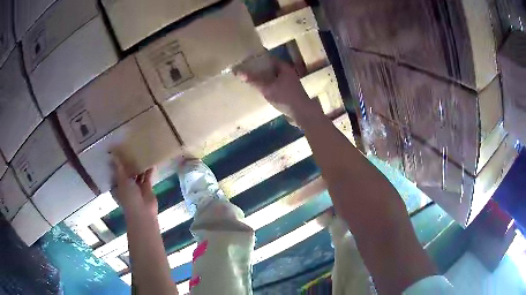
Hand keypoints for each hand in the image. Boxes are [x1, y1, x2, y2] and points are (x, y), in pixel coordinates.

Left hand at [111, 156, 157, 216]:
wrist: (143, 212)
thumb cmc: (129, 197)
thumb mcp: (122, 181)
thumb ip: (119, 168)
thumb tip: (113, 154)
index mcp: (117, 185)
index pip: (115, 172)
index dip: (116, 163)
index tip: (117, 151)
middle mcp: (126, 186)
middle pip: (127, 172)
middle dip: (128, 163)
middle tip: (130, 147)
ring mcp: (137, 187)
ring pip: (137, 174)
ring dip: (139, 166)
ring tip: (141, 152)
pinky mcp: (146, 188)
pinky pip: (147, 177)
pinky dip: (149, 171)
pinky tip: (151, 162)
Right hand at [234, 58, 321, 124]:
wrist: (302, 113)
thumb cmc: (285, 97)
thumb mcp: (267, 88)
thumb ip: (253, 80)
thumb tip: (238, 72)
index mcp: (284, 67)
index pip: (269, 58)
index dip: (258, 57)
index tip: (247, 58)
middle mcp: (287, 72)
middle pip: (271, 67)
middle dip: (260, 68)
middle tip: (246, 69)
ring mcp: (289, 82)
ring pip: (274, 76)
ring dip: (264, 77)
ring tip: (251, 78)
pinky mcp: (289, 92)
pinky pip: (276, 84)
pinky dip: (268, 85)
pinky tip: (261, 89)